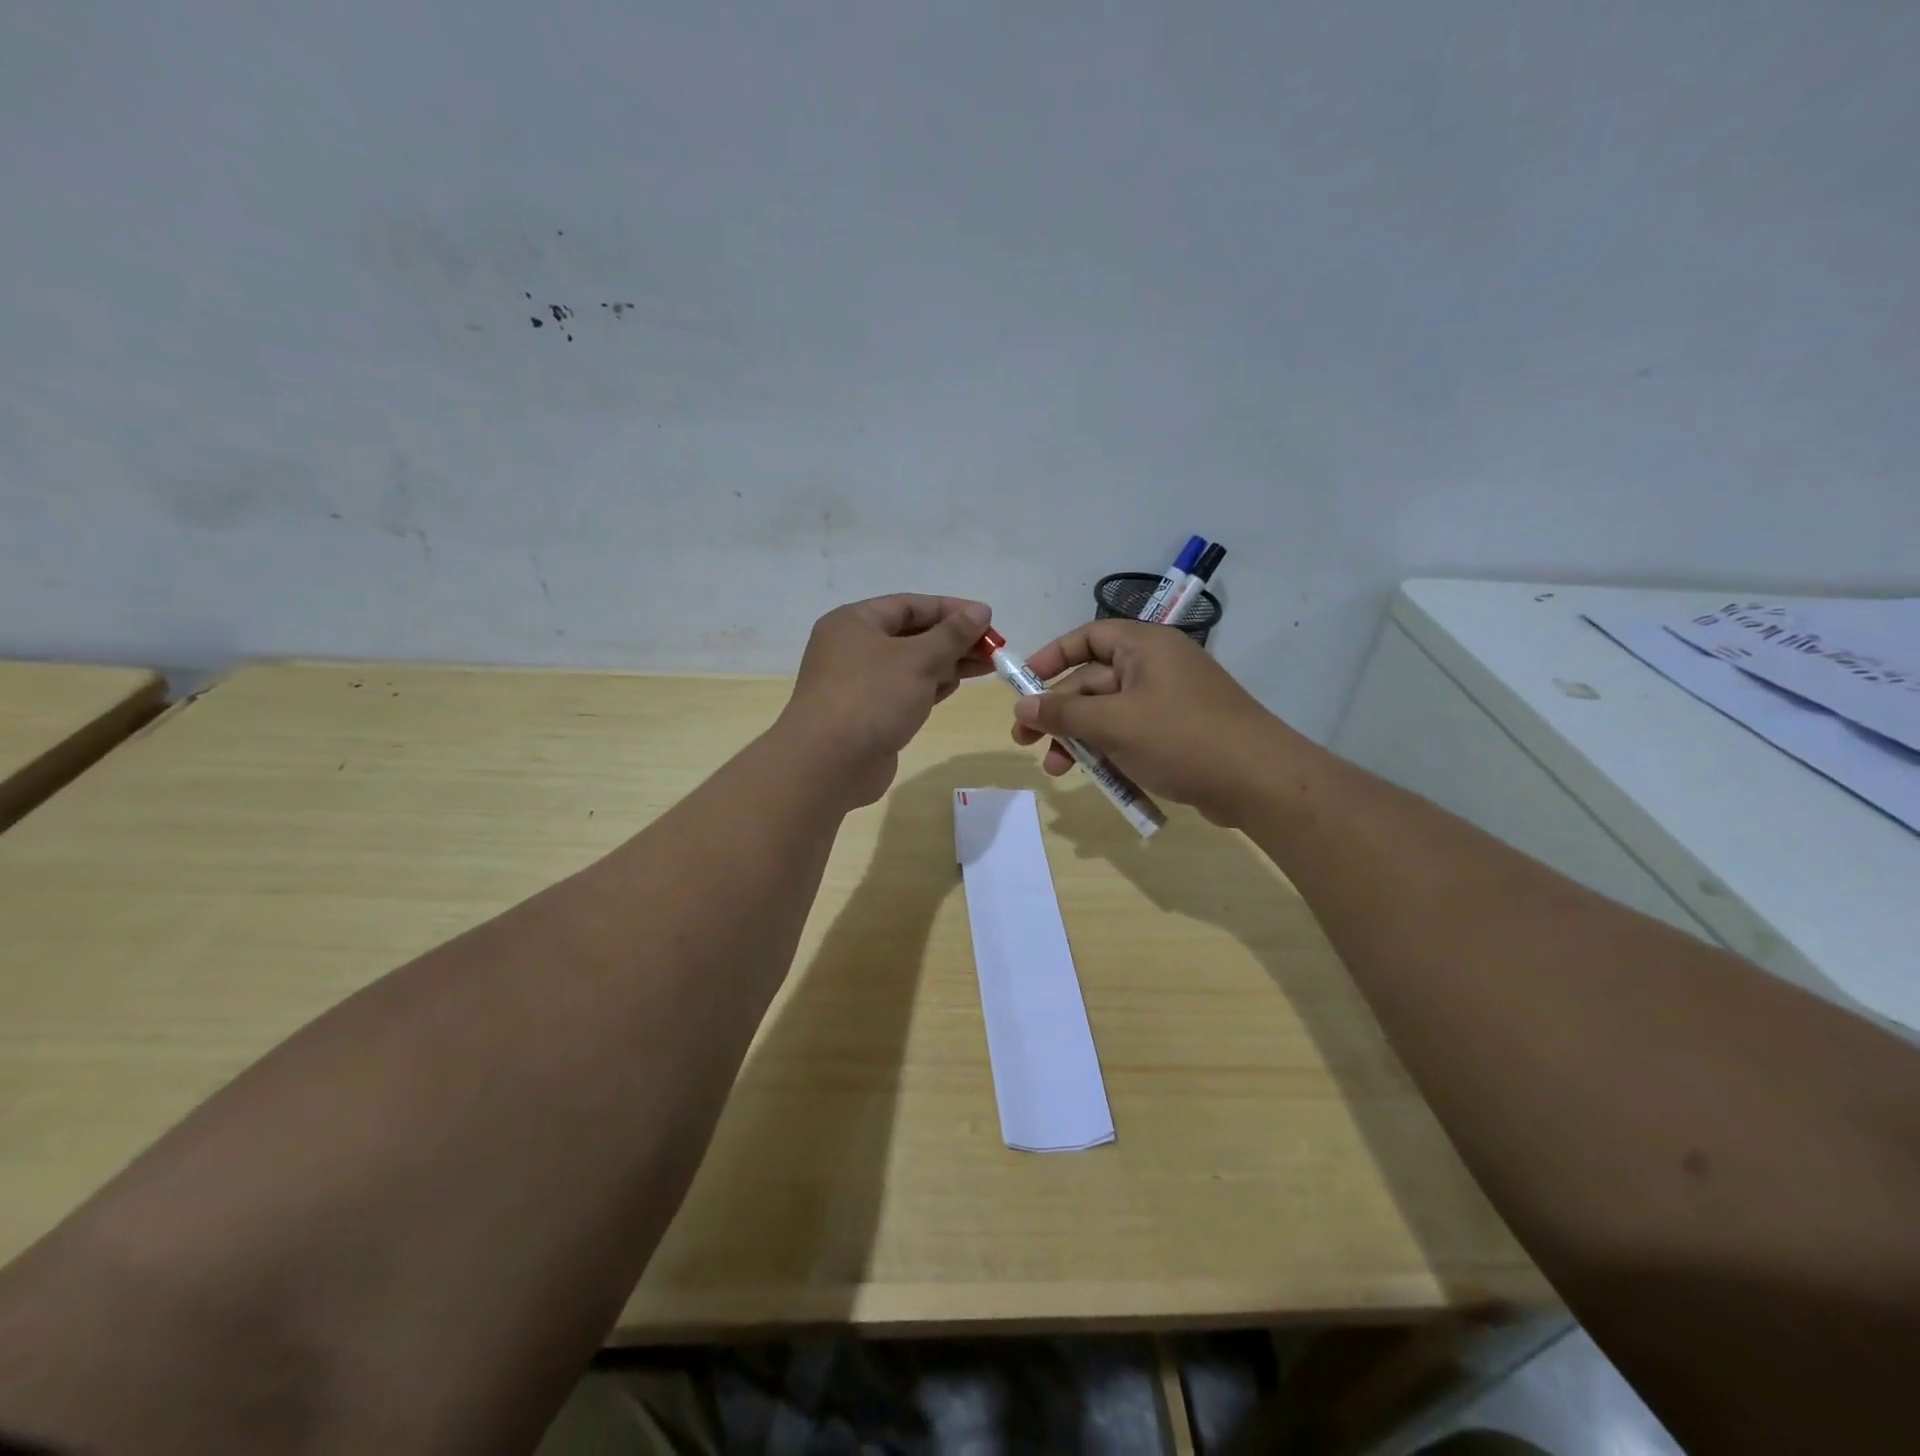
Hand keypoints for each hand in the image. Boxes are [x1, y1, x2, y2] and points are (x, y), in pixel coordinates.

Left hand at [778, 594, 994, 807]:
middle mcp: (852, 648)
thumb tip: (980, 611)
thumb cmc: (872, 697)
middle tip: (994, 647)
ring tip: (986, 666)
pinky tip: (958, 685)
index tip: (988, 618)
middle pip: (911, 634)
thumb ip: (952, 634)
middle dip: (953, 639)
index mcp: (854, 622)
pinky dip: (931, 686)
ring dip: (947, 663)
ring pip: (910, 665)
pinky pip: (904, 691)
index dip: (951, 609)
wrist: (829, 763)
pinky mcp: (867, 713)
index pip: (909, 605)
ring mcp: (858, 683)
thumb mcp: (918, 659)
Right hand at [1009, 620, 1303, 826]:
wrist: (1259, 781)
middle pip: (1093, 681)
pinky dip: (1110, 753)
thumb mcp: (1113, 724)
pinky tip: (1094, 779)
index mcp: (1144, 647)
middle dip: (1059, 714)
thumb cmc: (1180, 737)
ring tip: (1056, 769)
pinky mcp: (1178, 734)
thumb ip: (1063, 714)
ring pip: (1109, 714)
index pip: (1088, 637)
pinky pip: (1131, 736)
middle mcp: (1156, 667)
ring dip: (1079, 740)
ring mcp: (1169, 702)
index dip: (1052, 657)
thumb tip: (1020, 707)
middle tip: (1025, 742)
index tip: (1023, 684)